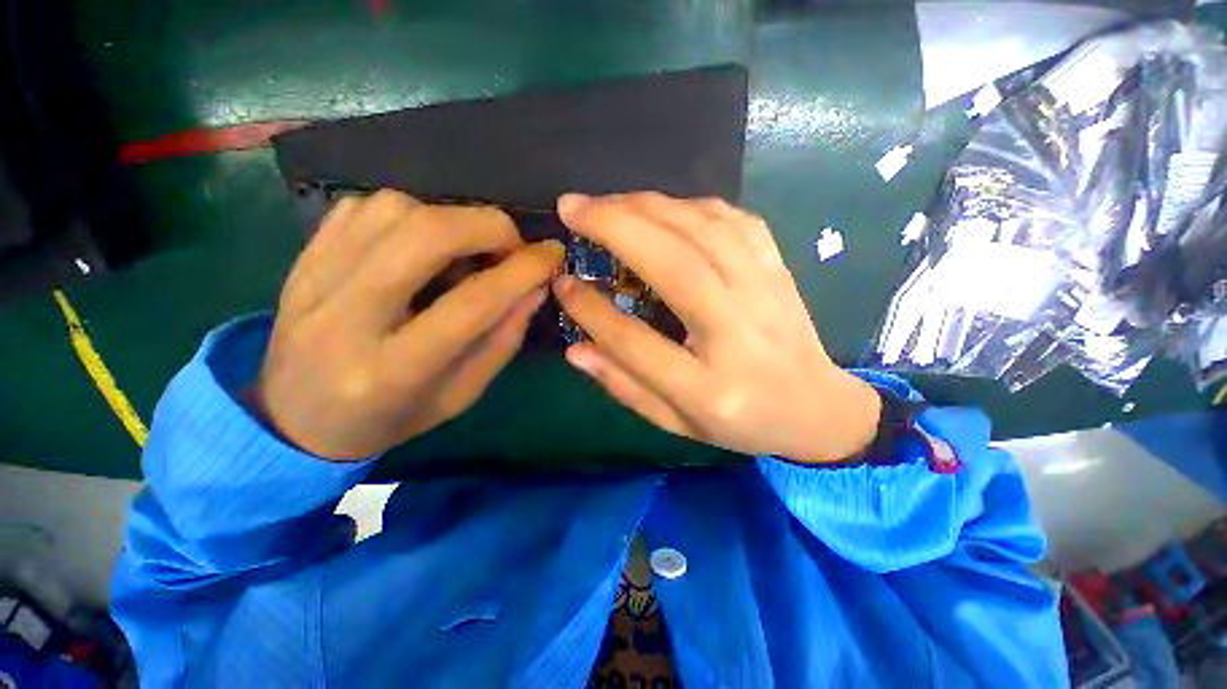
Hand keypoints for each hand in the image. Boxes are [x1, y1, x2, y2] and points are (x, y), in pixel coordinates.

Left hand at [253, 190, 562, 459]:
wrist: (295, 418)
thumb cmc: (391, 417)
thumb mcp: (462, 394)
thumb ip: (503, 339)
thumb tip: (535, 287)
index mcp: (393, 370)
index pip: (472, 303)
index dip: (522, 270)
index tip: (553, 254)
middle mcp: (345, 317)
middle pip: (425, 235)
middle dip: (488, 227)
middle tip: (512, 245)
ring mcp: (314, 279)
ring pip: (394, 209)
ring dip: (449, 219)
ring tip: (464, 251)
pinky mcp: (303, 257)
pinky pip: (364, 207)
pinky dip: (409, 214)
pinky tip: (419, 245)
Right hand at [552, 192, 880, 463]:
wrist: (817, 408)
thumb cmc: (741, 423)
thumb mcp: (677, 423)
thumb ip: (624, 385)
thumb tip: (575, 350)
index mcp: (709, 389)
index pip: (636, 342)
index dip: (592, 311)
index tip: (562, 283)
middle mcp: (738, 333)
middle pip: (674, 266)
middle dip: (615, 227)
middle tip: (572, 207)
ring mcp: (765, 293)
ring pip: (703, 231)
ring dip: (647, 207)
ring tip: (605, 203)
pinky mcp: (777, 268)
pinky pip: (732, 220)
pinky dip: (689, 205)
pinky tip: (660, 208)